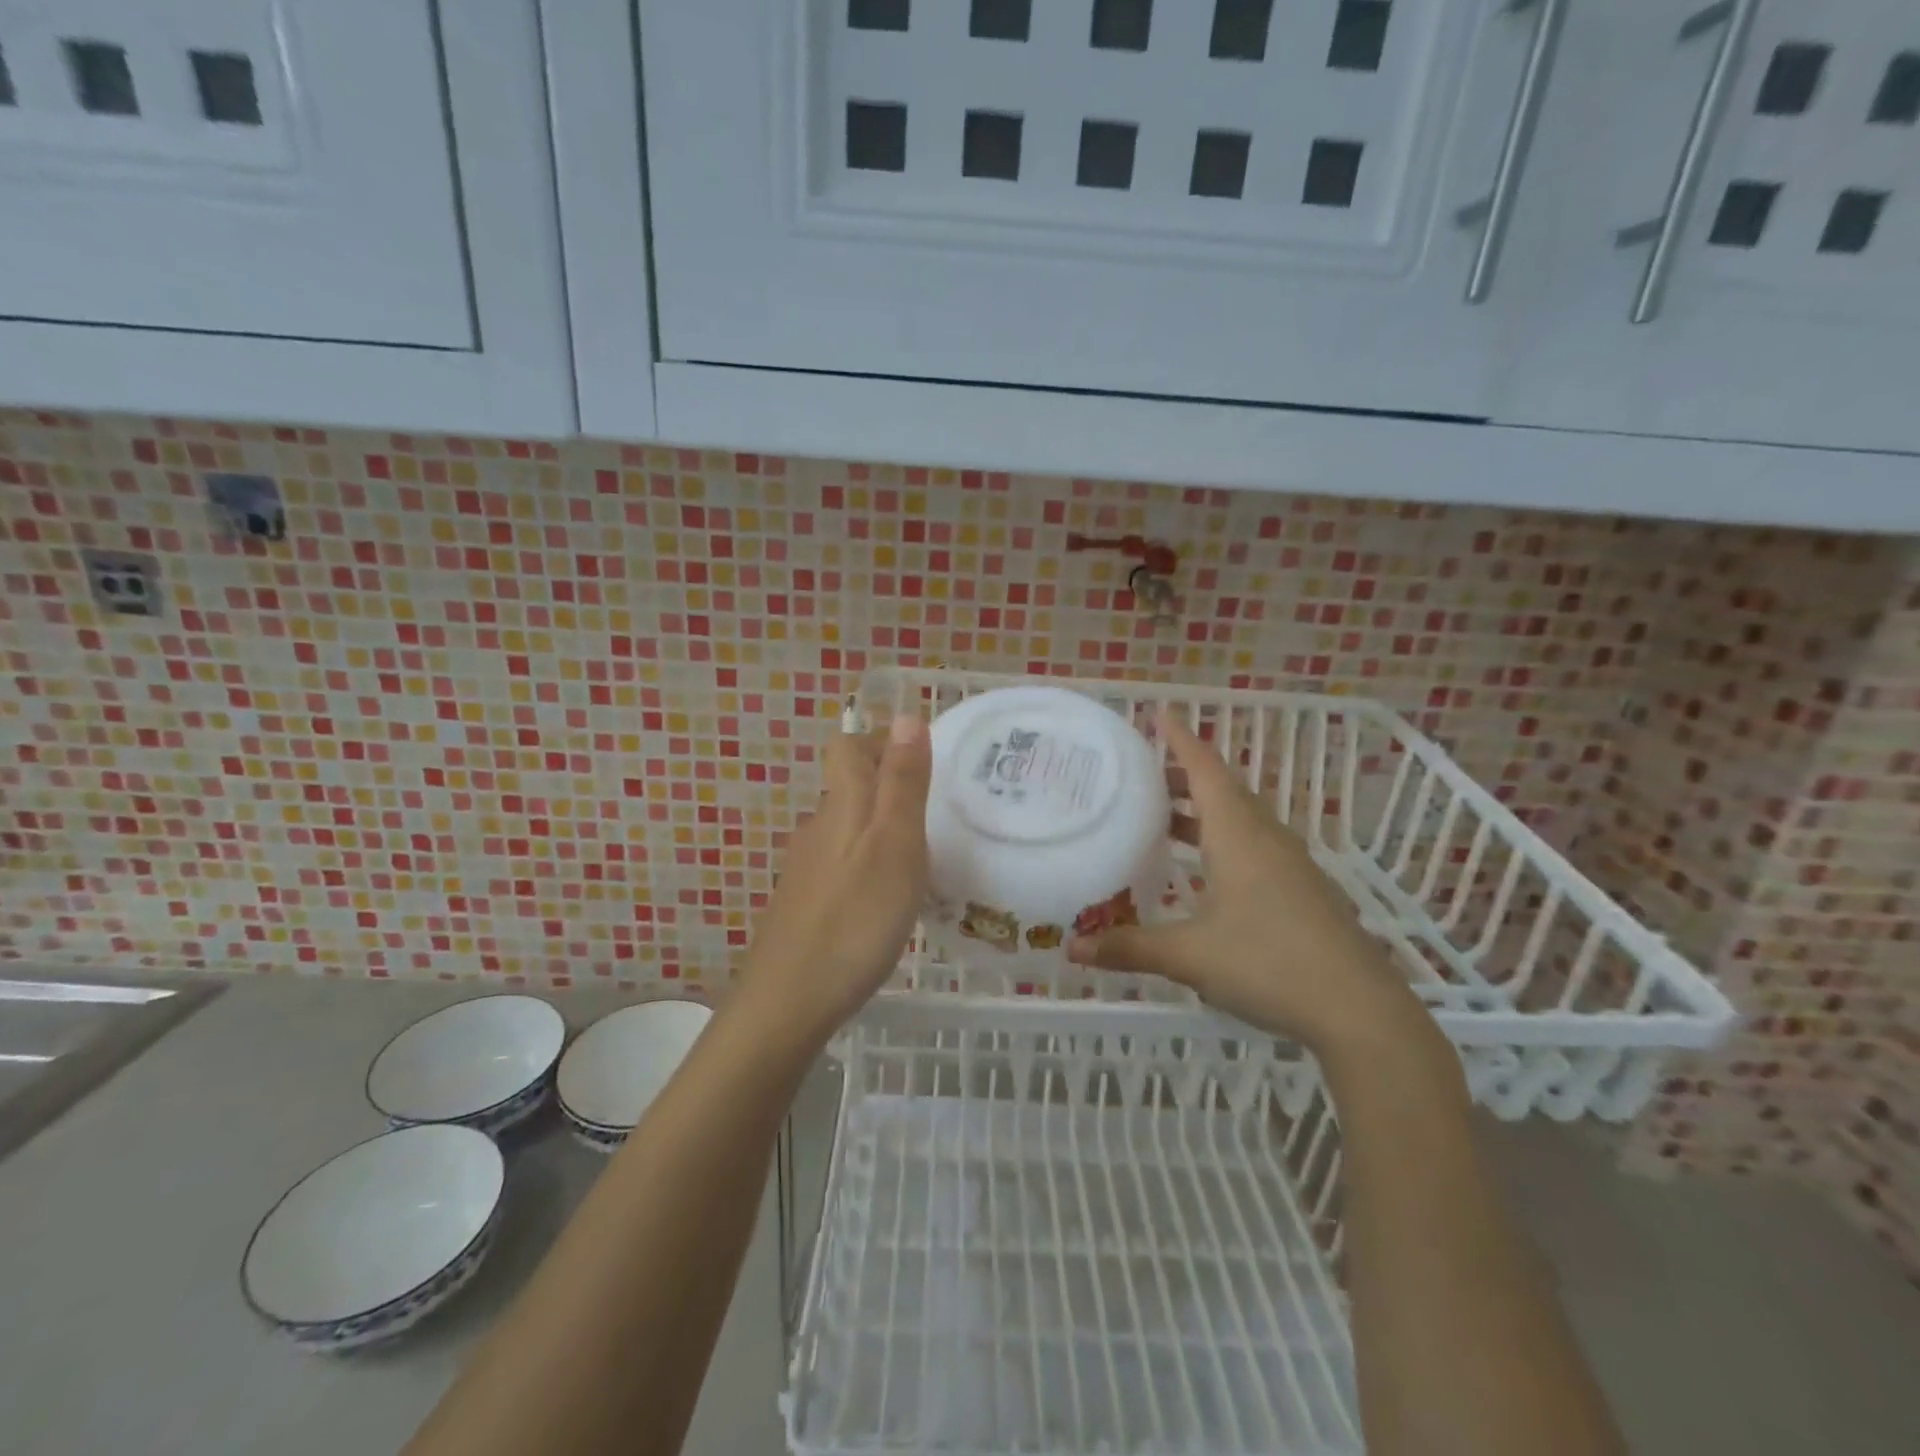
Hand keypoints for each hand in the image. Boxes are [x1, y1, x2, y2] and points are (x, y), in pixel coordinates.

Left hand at [736, 714, 931, 1040]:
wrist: (789, 1000)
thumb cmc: (855, 918)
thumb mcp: (895, 844)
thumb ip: (902, 782)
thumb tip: (906, 714)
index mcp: (841, 806)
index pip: (849, 747)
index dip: (883, 740)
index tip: (925, 758)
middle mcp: (818, 828)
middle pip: (849, 785)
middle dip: (889, 783)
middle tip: (937, 808)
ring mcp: (807, 868)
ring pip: (847, 827)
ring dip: (881, 826)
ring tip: (923, 854)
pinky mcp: (805, 903)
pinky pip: (842, 863)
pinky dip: (868, 863)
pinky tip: (889, 898)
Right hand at [1068, 708, 1430, 1057]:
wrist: (1360, 1011)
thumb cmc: (1269, 964)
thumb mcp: (1189, 956)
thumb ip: (1128, 947)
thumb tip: (1070, 948)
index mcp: (1239, 835)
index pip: (1206, 769)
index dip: (1181, 739)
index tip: (1159, 713)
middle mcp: (1266, 838)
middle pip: (1223, 789)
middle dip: (1185, 774)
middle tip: (1144, 773)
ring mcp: (1291, 864)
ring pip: (1241, 818)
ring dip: (1203, 809)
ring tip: (1165, 816)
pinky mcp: (1303, 890)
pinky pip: (1256, 844)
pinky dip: (1224, 838)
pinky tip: (1207, 870)